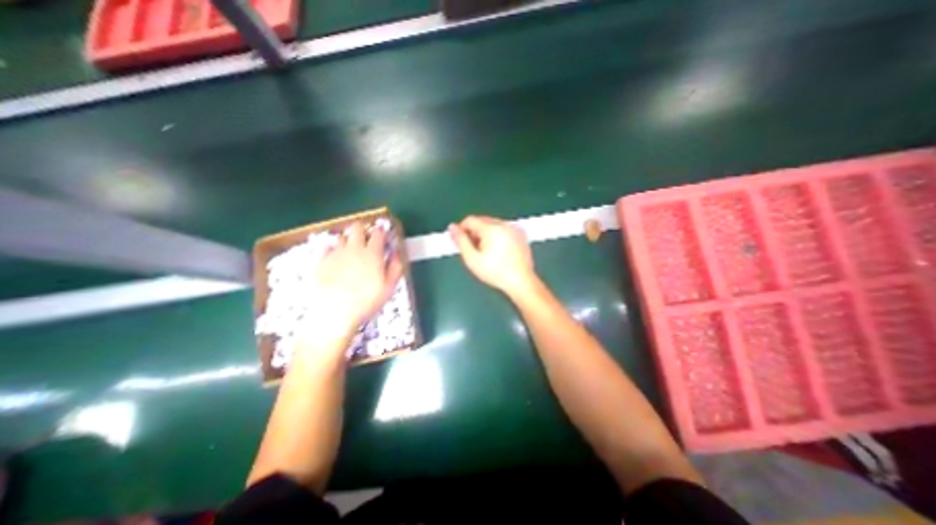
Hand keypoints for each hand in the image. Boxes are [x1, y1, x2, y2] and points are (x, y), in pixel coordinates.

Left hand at [303, 223, 397, 346]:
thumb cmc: (366, 302)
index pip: (378, 233)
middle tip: (366, 239)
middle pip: (357, 228)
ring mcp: (335, 254)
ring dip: (348, 240)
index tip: (383, 235)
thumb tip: (396, 253)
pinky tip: (335, 259)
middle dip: (363, 230)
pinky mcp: (320, 262)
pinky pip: (326, 248)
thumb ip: (395, 267)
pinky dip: (332, 250)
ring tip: (350, 251)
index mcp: (372, 254)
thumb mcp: (389, 287)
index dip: (382, 232)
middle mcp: (353, 249)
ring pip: (341, 237)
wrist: (333, 314)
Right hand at [449, 215, 536, 295]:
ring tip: (485, 252)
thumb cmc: (496, 273)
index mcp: (492, 229)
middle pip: (482, 221)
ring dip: (485, 234)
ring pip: (493, 225)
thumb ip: (460, 241)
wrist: (520, 282)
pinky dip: (498, 236)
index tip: (460, 241)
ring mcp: (514, 229)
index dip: (461, 229)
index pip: (470, 220)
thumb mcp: (472, 259)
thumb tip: (452, 228)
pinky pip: (504, 230)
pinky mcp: (520, 236)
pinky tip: (497, 252)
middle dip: (474, 232)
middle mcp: (504, 225)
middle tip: (472, 249)